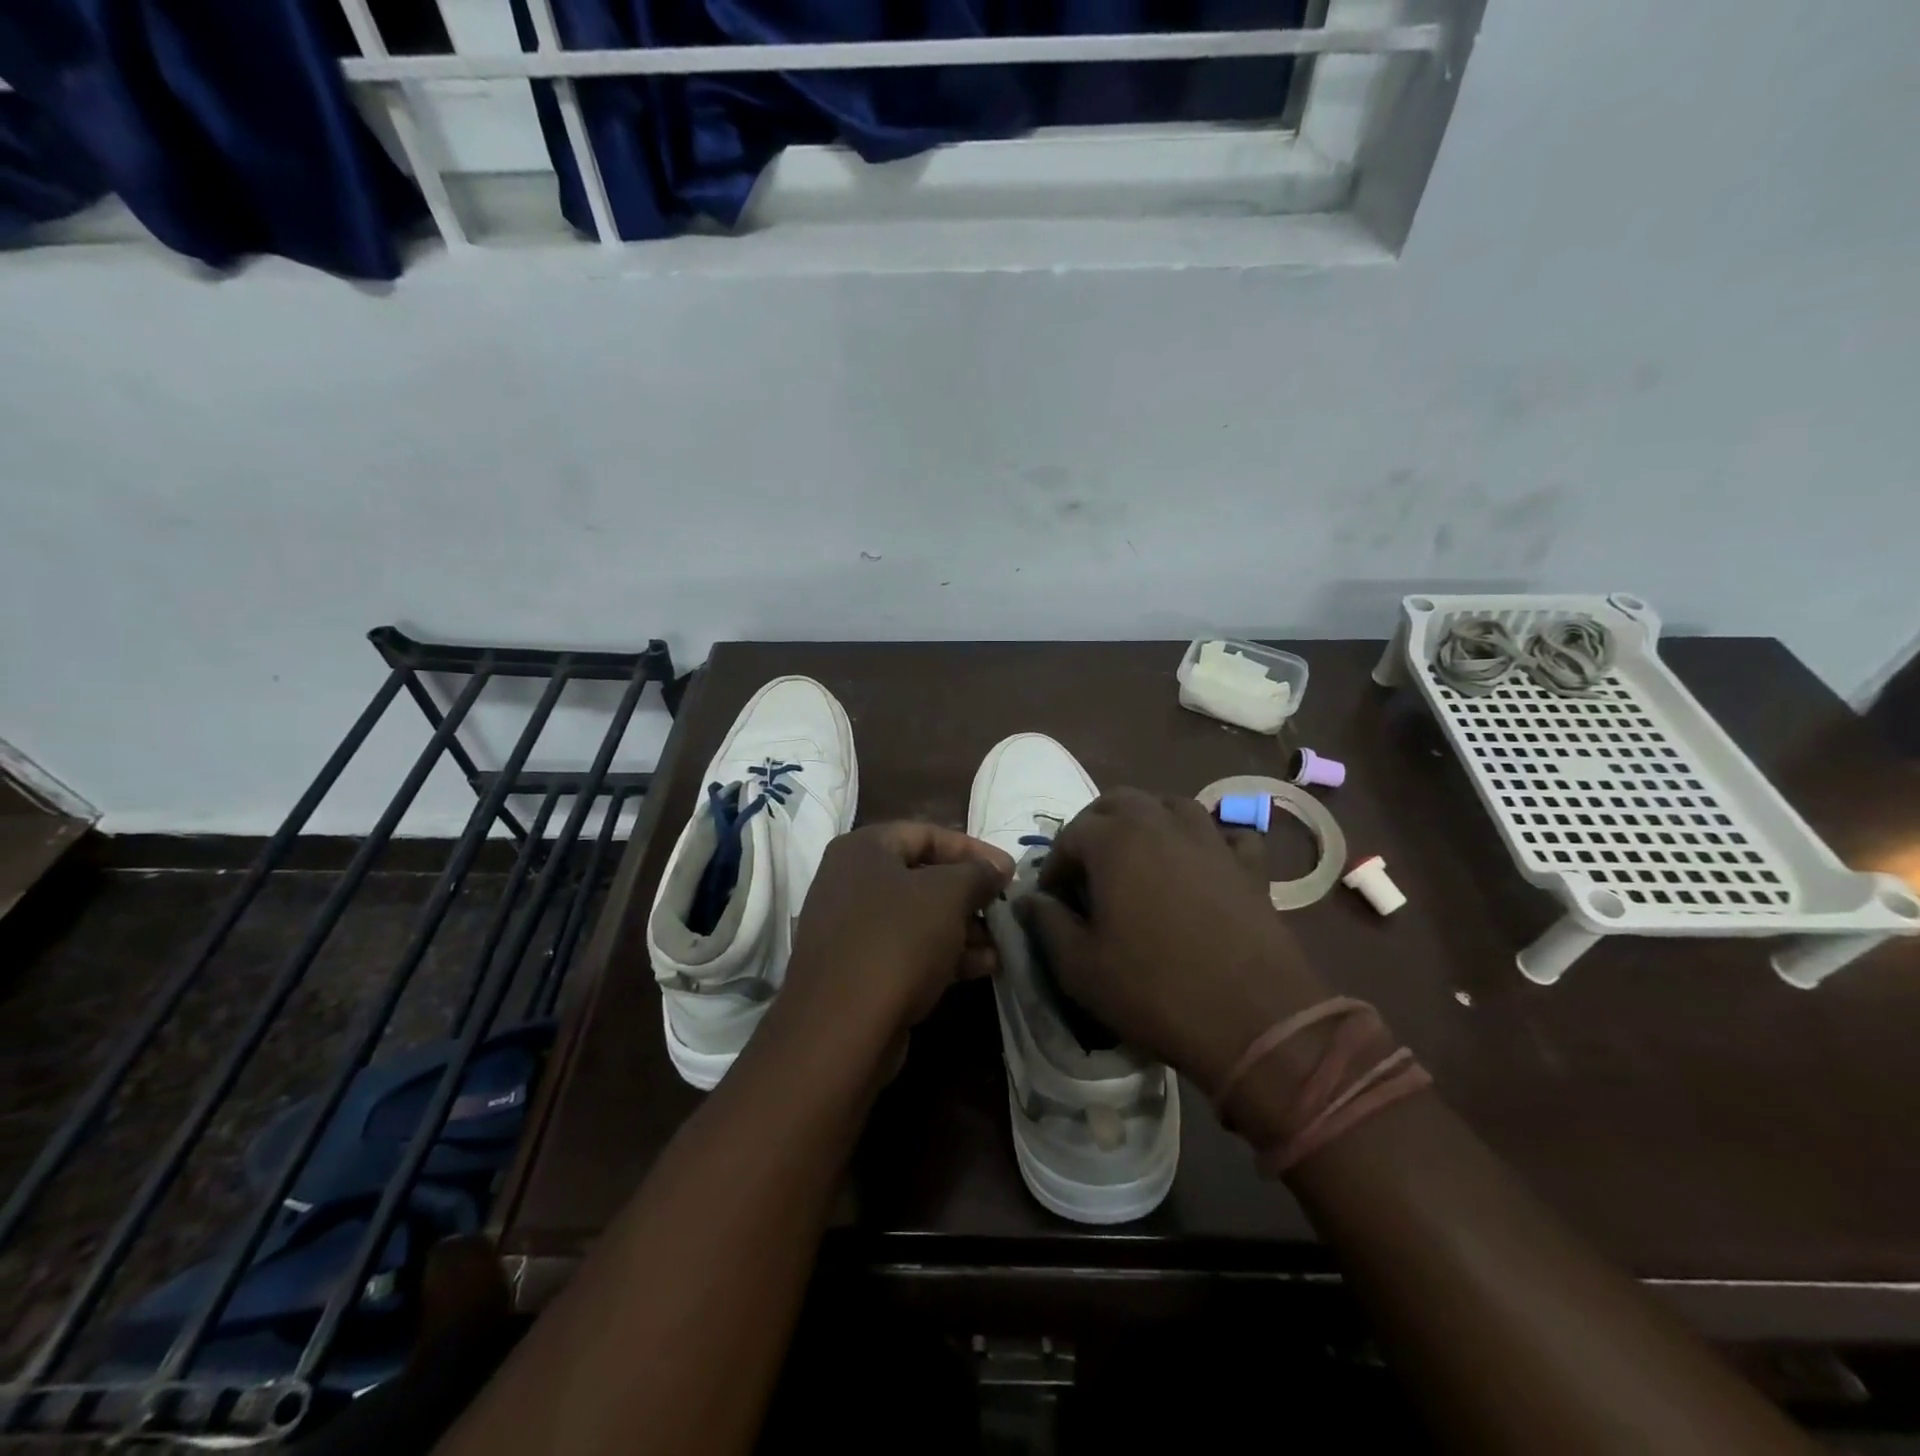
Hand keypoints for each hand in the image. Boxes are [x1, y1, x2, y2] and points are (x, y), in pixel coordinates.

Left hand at [782, 822, 1013, 1040]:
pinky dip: (944, 954)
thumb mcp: (947, 895)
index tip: (1009, 871)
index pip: (926, 834)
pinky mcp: (859, 970)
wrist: (840, 1028)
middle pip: (923, 876)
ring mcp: (852, 928)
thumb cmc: (896, 941)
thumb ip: (977, 873)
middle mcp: (851, 881)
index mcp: (863, 849)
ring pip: (918, 917)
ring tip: (1001, 943)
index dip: (973, 849)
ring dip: (963, 928)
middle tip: (1005, 908)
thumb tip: (998, 866)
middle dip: (969, 893)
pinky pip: (908, 950)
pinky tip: (984, 967)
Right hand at [1016, 788, 1328, 1092]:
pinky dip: (1208, 842)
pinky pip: (1225, 835)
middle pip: (1118, 802)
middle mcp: (1161, 824)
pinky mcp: (1249, 865)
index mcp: (1115, 841)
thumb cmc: (1153, 990)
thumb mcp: (1080, 967)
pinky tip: (1202, 866)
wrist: (1254, 1020)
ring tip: (1138, 859)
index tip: (1052, 900)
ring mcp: (1211, 840)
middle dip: (1095, 828)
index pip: (1070, 835)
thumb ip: (1047, 924)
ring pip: (1171, 806)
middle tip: (1088, 870)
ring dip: (1147, 823)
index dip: (1055, 867)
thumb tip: (1028, 899)